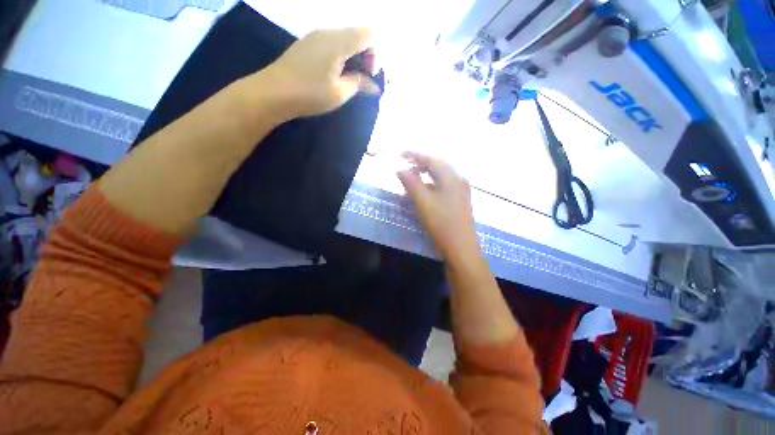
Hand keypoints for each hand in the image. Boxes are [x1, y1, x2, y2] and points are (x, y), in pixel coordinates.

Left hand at [252, 28, 380, 119]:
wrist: (273, 92)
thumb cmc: (310, 94)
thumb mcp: (339, 93)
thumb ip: (359, 84)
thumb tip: (374, 86)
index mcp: (338, 41)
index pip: (368, 34)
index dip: (375, 54)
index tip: (369, 75)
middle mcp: (327, 32)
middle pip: (357, 35)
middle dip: (365, 56)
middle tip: (362, 80)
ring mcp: (315, 37)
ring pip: (344, 40)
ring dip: (353, 57)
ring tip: (349, 80)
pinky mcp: (307, 45)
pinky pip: (332, 44)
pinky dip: (340, 57)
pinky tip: (335, 75)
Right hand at [397, 152, 480, 260]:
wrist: (461, 247)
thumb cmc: (441, 222)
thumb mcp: (422, 201)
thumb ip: (411, 183)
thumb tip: (400, 169)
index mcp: (451, 176)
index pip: (431, 159)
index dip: (414, 155)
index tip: (400, 154)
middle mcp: (458, 180)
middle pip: (437, 167)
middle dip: (419, 165)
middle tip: (405, 168)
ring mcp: (461, 191)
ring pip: (440, 178)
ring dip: (425, 177)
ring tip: (411, 181)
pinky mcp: (459, 201)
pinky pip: (443, 187)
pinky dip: (431, 187)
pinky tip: (424, 194)